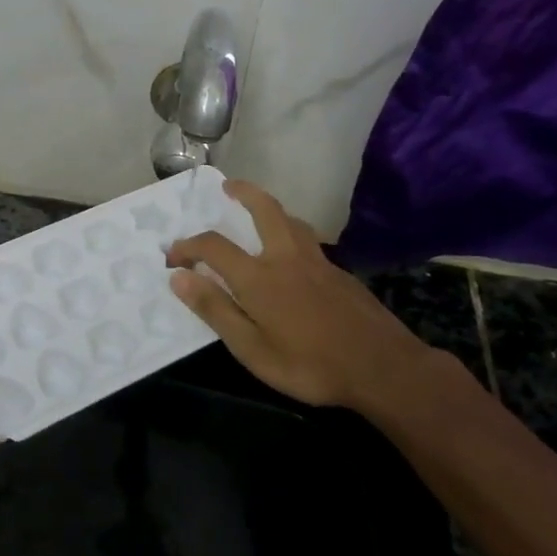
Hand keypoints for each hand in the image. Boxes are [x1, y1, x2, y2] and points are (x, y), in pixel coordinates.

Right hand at [165, 179, 459, 426]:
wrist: (384, 368)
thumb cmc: (310, 365)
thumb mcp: (252, 349)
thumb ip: (215, 310)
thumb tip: (179, 278)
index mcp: (259, 277)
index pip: (213, 246)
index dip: (187, 246)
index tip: (173, 257)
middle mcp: (286, 258)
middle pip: (264, 209)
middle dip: (243, 192)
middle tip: (227, 186)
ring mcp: (318, 263)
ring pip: (292, 221)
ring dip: (270, 209)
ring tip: (258, 212)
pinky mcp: (340, 274)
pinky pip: (309, 241)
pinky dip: (292, 233)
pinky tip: (292, 257)